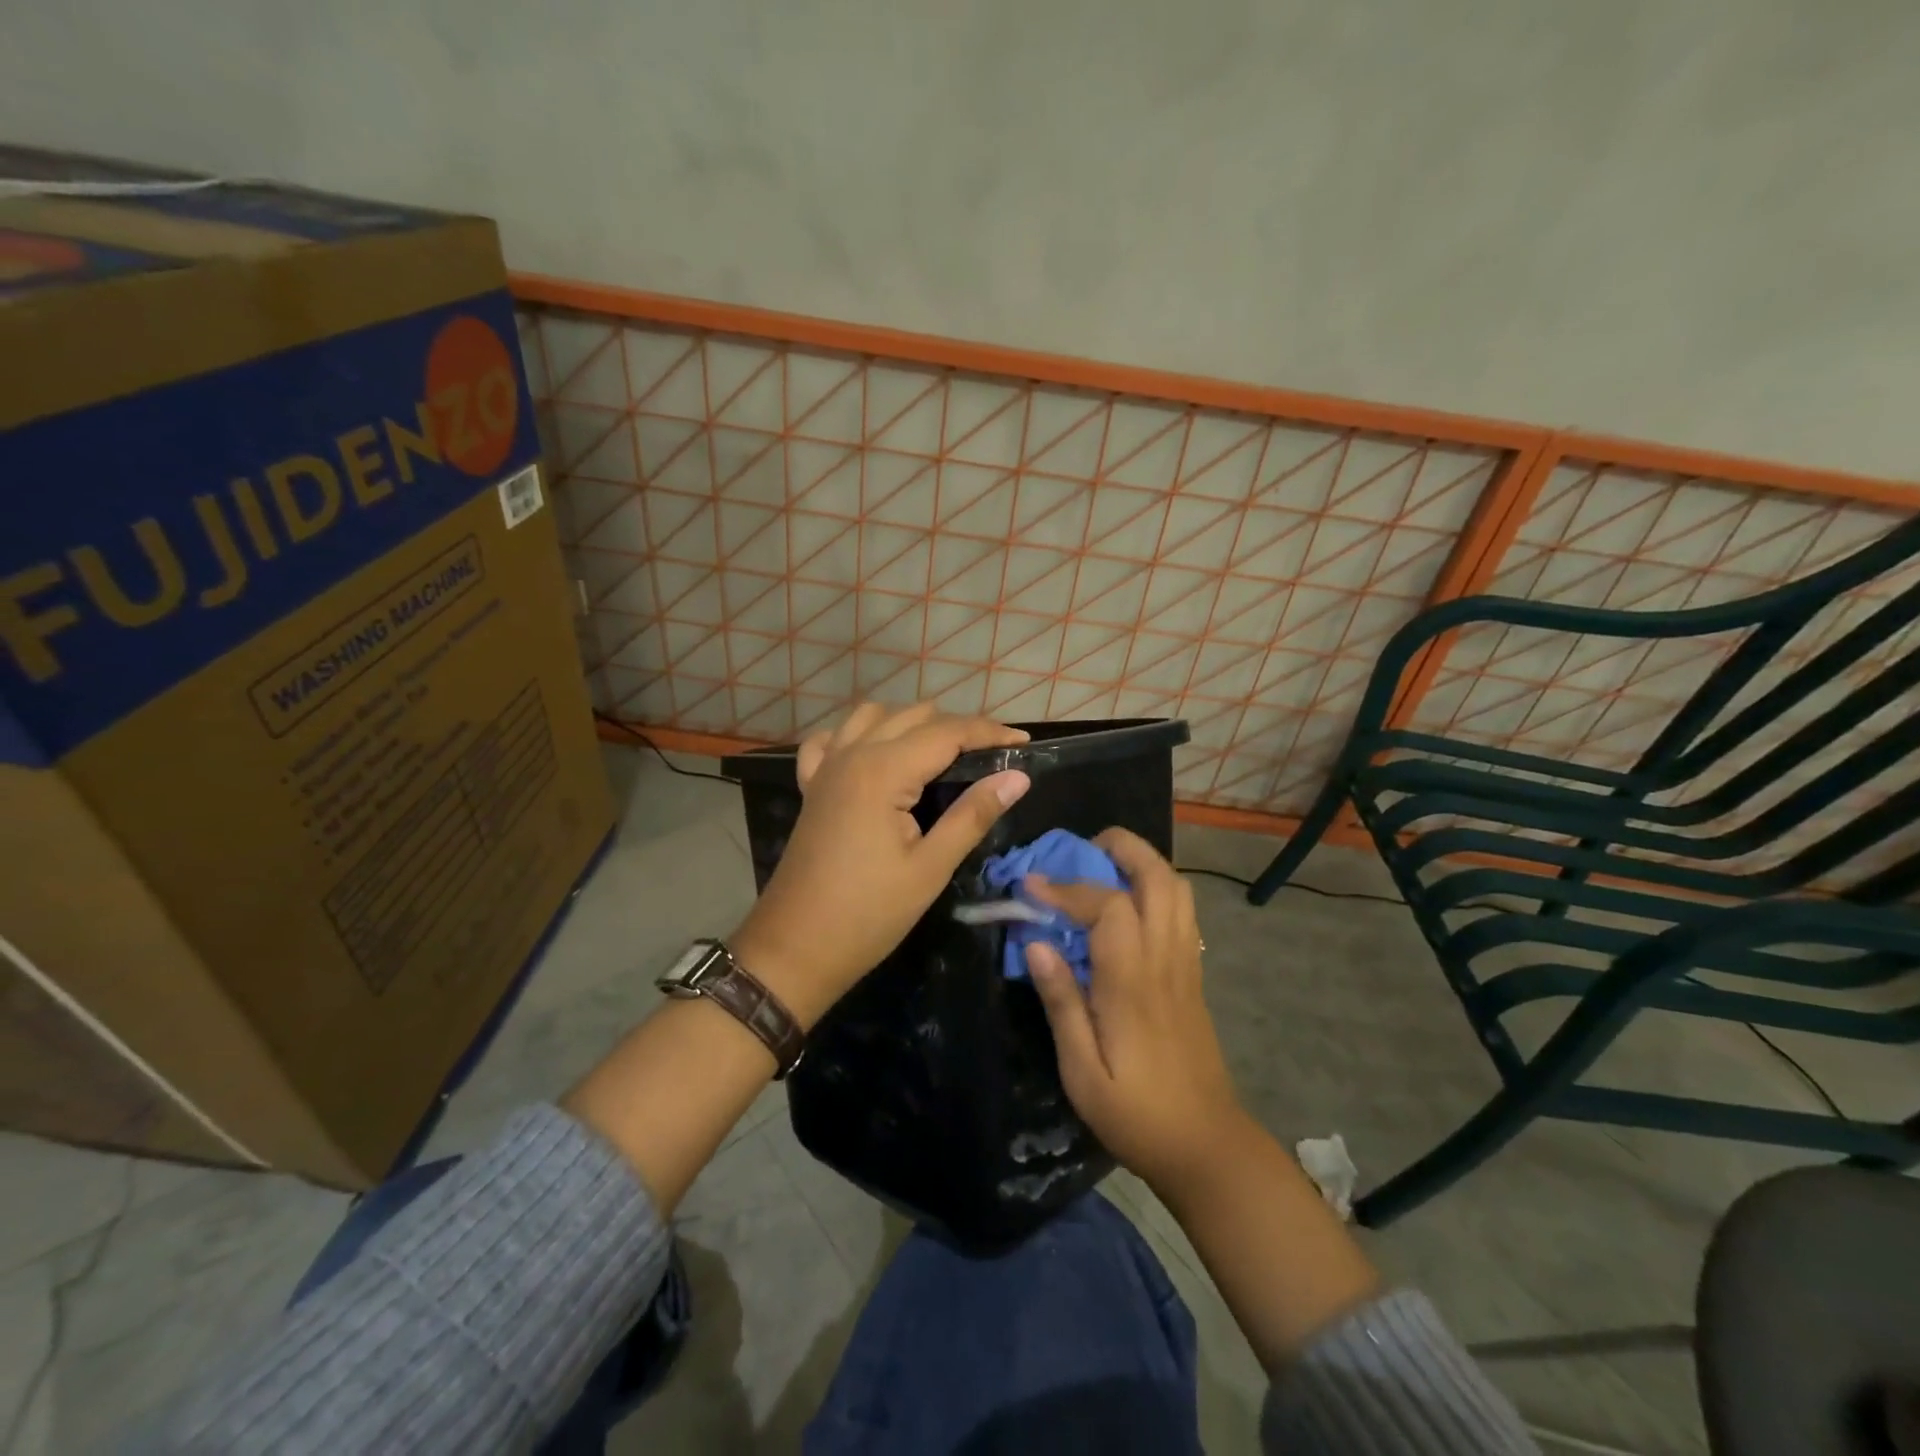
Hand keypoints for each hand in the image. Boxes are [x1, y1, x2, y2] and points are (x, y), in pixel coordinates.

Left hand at [732, 702, 1030, 1025]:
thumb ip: (973, 815)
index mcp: (883, 771)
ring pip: (873, 716)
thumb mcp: (930, 868)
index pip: (948, 732)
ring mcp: (826, 767)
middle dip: (958, 727)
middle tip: (991, 757)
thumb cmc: (868, 914)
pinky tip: (875, 755)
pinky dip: (859, 736)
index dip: (989, 732)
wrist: (795, 948)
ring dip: (911, 723)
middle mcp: (853, 754)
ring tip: (941, 753)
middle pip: (914, 716)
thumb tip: (1017, 777)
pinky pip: (833, 739)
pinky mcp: (812, 786)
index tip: (1024, 742)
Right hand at [1023, 828, 1250, 1195]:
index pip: (1107, 906)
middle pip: (1159, 878)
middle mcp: (1165, 960)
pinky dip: (1157, 888)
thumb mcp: (1081, 1072)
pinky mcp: (1193, 975)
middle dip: (1122, 848)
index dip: (1067, 887)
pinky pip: (1182, 912)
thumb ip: (1061, 1002)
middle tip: (1081, 850)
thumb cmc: (1137, 1115)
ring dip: (1143, 863)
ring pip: (1177, 889)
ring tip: (1103, 867)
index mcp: (1133, 982)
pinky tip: (1128, 906)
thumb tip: (1037, 943)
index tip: (1030, 885)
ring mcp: (1186, 965)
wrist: (1208, 1147)